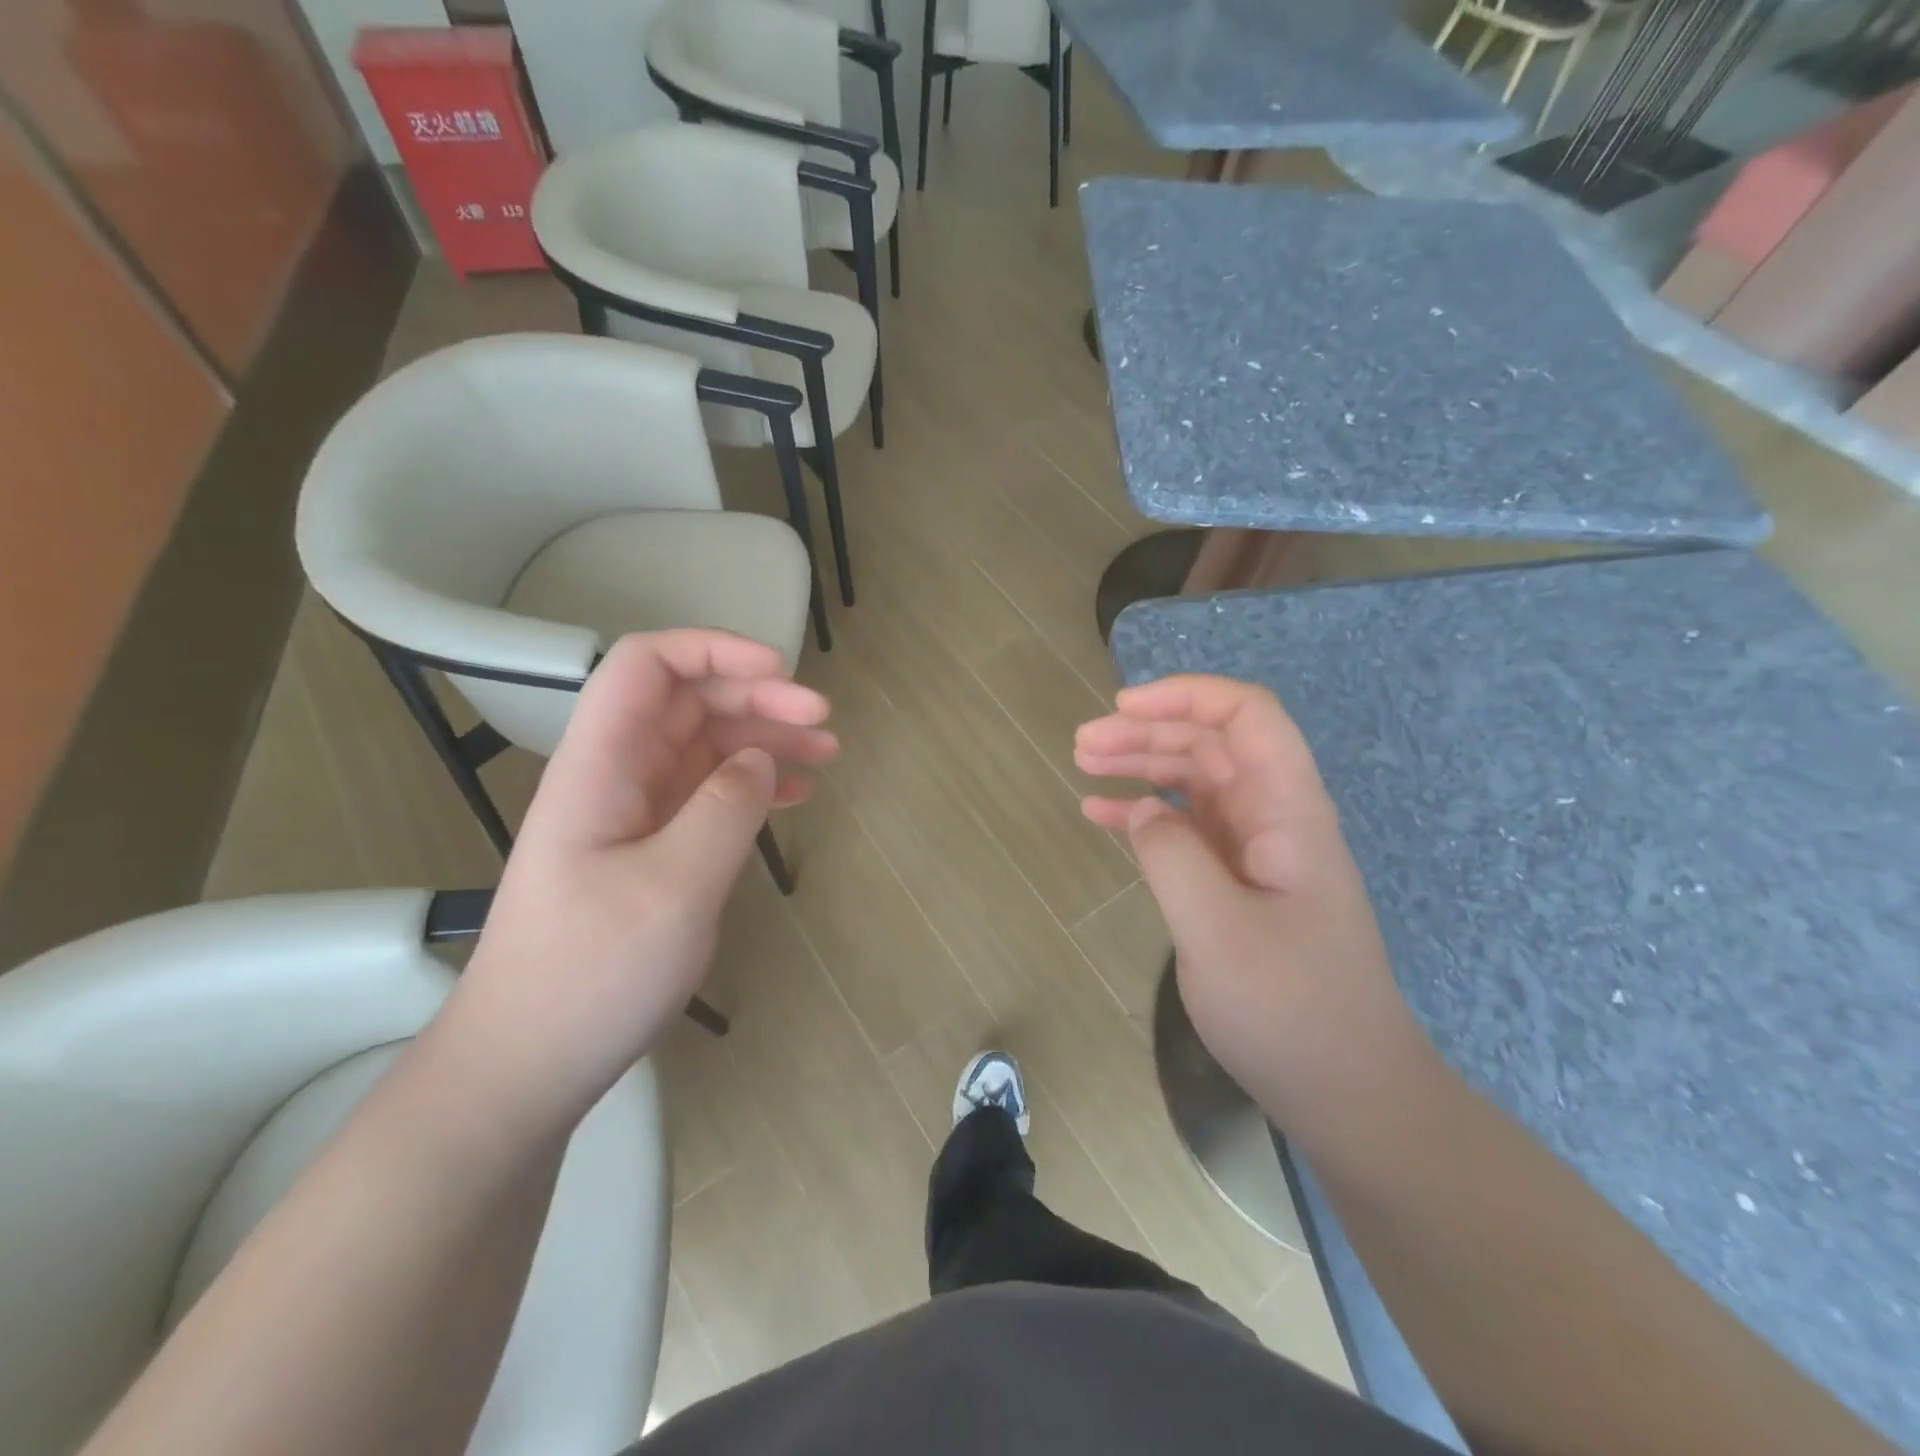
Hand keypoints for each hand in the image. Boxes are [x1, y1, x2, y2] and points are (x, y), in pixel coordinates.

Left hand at [452, 630, 836, 1123]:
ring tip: (827, 753)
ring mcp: (633, 813)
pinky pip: (709, 794)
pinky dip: (755, 784)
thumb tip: (761, 759)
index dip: (714, 650)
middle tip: (823, 723)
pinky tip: (797, 795)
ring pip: (705, 746)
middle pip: (686, 701)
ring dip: (765, 739)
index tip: (781, 673)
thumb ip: (725, 809)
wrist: (528, 1062)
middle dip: (756, 696)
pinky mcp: (651, 849)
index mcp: (602, 765)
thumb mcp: (673, 888)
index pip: (647, 666)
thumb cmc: (591, 974)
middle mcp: (616, 775)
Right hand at [1075, 674, 1424, 1115]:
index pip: (1248, 717)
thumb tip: (1144, 811)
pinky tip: (1102, 814)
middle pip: (1212, 743)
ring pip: (1195, 780)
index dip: (1187, 695)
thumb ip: (1174, 857)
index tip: (1123, 707)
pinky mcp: (1238, 882)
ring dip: (1142, 763)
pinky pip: (1187, 828)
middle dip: (1148, 729)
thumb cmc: (1290, 1010)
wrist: (1346, 1090)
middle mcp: (1275, 818)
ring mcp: (1256, 851)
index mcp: (1289, 812)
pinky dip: (1144, 814)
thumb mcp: (1219, 934)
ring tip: (1084, 763)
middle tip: (1082, 743)